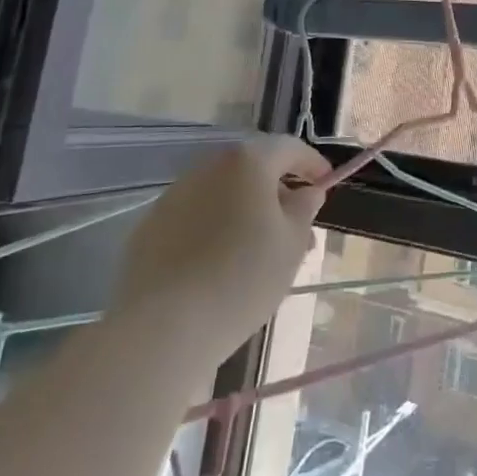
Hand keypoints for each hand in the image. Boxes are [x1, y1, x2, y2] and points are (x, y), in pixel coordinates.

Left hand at [111, 136, 329, 361]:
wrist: (163, 328)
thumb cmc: (242, 277)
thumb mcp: (292, 244)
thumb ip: (304, 209)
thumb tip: (306, 192)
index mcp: (247, 162)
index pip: (289, 148)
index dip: (312, 163)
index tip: (326, 184)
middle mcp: (208, 167)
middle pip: (253, 169)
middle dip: (278, 192)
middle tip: (297, 227)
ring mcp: (174, 195)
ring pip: (223, 194)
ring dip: (247, 211)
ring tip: (261, 252)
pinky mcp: (150, 227)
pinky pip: (196, 217)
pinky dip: (216, 229)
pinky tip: (222, 264)